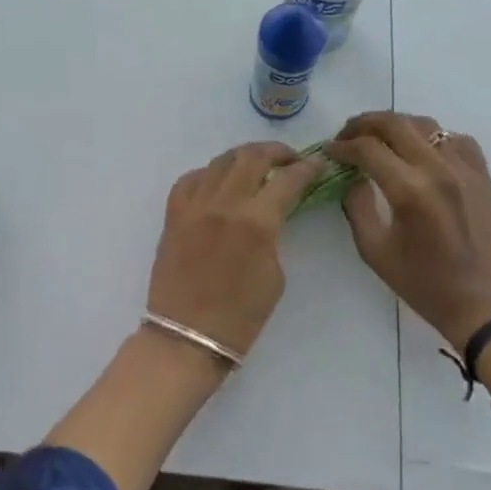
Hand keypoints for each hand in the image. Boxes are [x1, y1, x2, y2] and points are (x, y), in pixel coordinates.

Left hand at [148, 142, 322, 359]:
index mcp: (256, 222)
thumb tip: (271, 214)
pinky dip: (209, 174)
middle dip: (276, 152)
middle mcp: (224, 203)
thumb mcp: (275, 275)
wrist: (186, 337)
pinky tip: (218, 182)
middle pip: (252, 157)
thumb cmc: (240, 317)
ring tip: (257, 165)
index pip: (287, 180)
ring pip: (220, 161)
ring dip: (243, 157)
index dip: (307, 168)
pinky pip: (191, 179)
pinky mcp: (173, 214)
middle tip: (290, 159)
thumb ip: (274, 235)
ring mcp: (194, 205)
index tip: (318, 163)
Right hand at [327, 112, 490, 353]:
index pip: (368, 148)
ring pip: (426, 125)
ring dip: (397, 125)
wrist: (482, 304)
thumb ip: (357, 206)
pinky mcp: (484, 176)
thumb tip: (353, 177)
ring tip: (380, 138)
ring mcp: (465, 170)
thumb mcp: (374, 250)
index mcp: (409, 190)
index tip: (329, 150)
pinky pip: (457, 139)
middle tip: (348, 135)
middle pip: (395, 124)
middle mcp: (438, 170)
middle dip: (364, 124)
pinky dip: (435, 137)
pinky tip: (423, 151)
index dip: (343, 145)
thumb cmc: (423, 283)